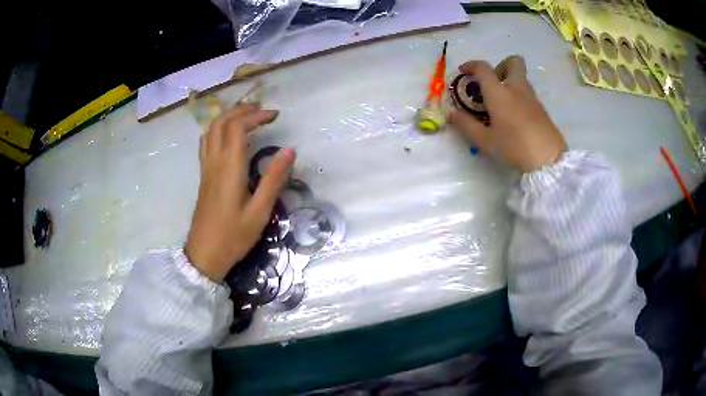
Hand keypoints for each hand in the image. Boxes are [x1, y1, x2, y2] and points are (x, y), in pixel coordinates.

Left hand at [185, 104, 295, 280]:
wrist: (205, 254)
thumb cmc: (234, 236)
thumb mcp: (260, 211)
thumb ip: (274, 179)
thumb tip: (289, 150)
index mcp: (229, 168)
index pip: (238, 127)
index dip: (256, 116)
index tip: (275, 116)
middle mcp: (214, 162)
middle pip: (221, 123)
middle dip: (241, 111)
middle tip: (262, 112)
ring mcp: (206, 169)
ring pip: (210, 131)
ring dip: (228, 118)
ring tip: (247, 118)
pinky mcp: (203, 177)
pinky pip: (206, 143)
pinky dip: (218, 130)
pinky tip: (228, 138)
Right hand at [448, 55, 566, 172]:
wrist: (548, 159)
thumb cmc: (514, 147)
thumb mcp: (485, 140)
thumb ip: (466, 125)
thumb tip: (451, 113)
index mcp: (499, 93)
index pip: (483, 68)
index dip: (471, 65)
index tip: (464, 72)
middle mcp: (517, 88)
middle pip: (513, 62)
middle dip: (500, 66)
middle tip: (492, 83)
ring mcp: (532, 97)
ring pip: (521, 78)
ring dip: (509, 82)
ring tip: (500, 104)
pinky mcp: (541, 109)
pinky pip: (527, 93)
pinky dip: (518, 96)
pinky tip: (514, 117)